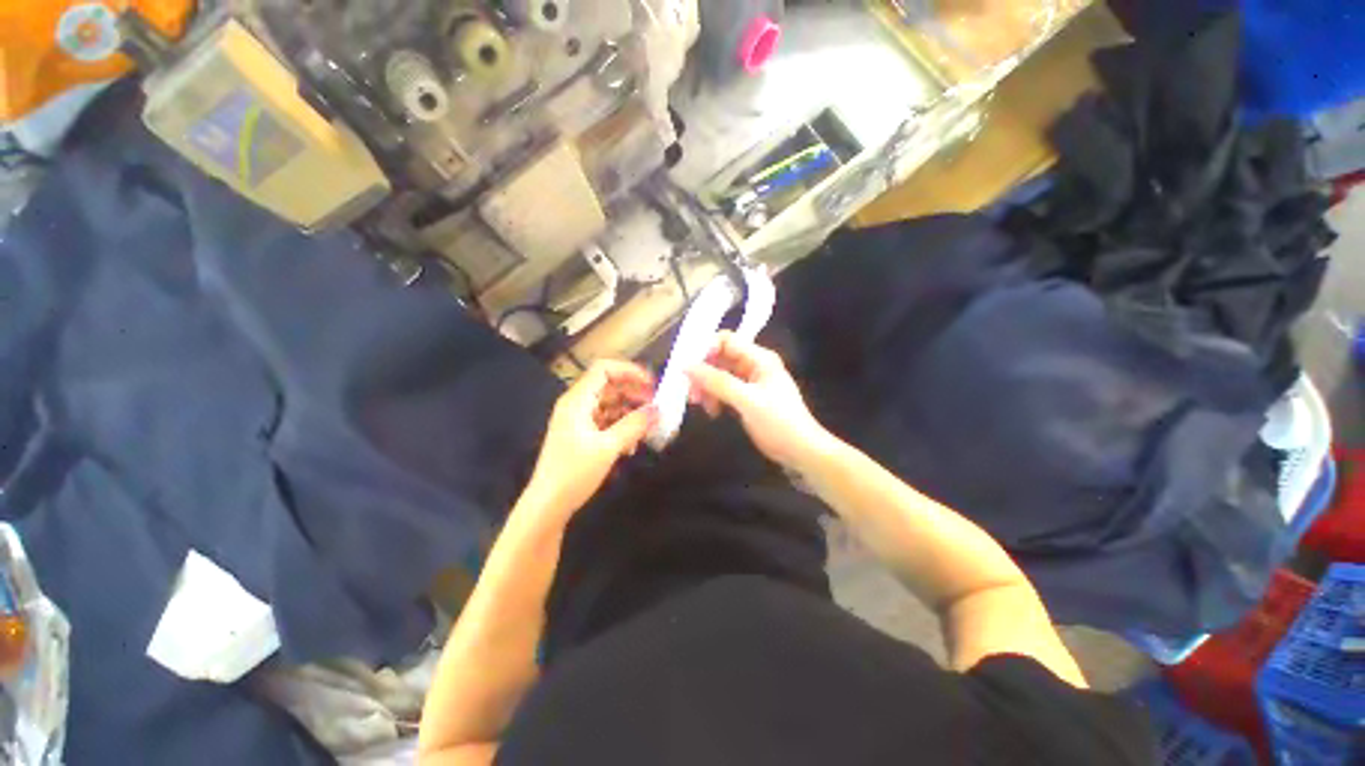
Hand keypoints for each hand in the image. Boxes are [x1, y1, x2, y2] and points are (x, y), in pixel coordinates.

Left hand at [524, 360, 656, 520]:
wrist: (547, 506)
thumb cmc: (574, 473)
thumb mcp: (608, 447)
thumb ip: (634, 425)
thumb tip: (657, 409)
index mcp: (577, 400)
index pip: (604, 369)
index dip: (629, 371)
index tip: (652, 384)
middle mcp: (577, 405)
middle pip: (609, 386)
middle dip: (634, 393)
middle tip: (656, 405)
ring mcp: (578, 421)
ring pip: (609, 405)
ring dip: (630, 412)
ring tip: (648, 426)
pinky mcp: (581, 436)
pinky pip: (606, 422)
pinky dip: (621, 427)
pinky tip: (632, 445)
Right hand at [686, 333, 832, 468]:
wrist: (800, 451)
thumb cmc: (778, 422)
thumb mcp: (747, 400)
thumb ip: (717, 382)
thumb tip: (685, 366)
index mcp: (759, 358)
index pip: (726, 340)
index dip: (705, 349)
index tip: (688, 367)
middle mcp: (753, 365)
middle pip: (720, 358)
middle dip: (703, 372)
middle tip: (691, 392)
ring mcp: (749, 382)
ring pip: (719, 375)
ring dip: (707, 387)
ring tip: (701, 405)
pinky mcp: (746, 398)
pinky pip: (723, 390)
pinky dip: (715, 398)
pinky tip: (713, 412)